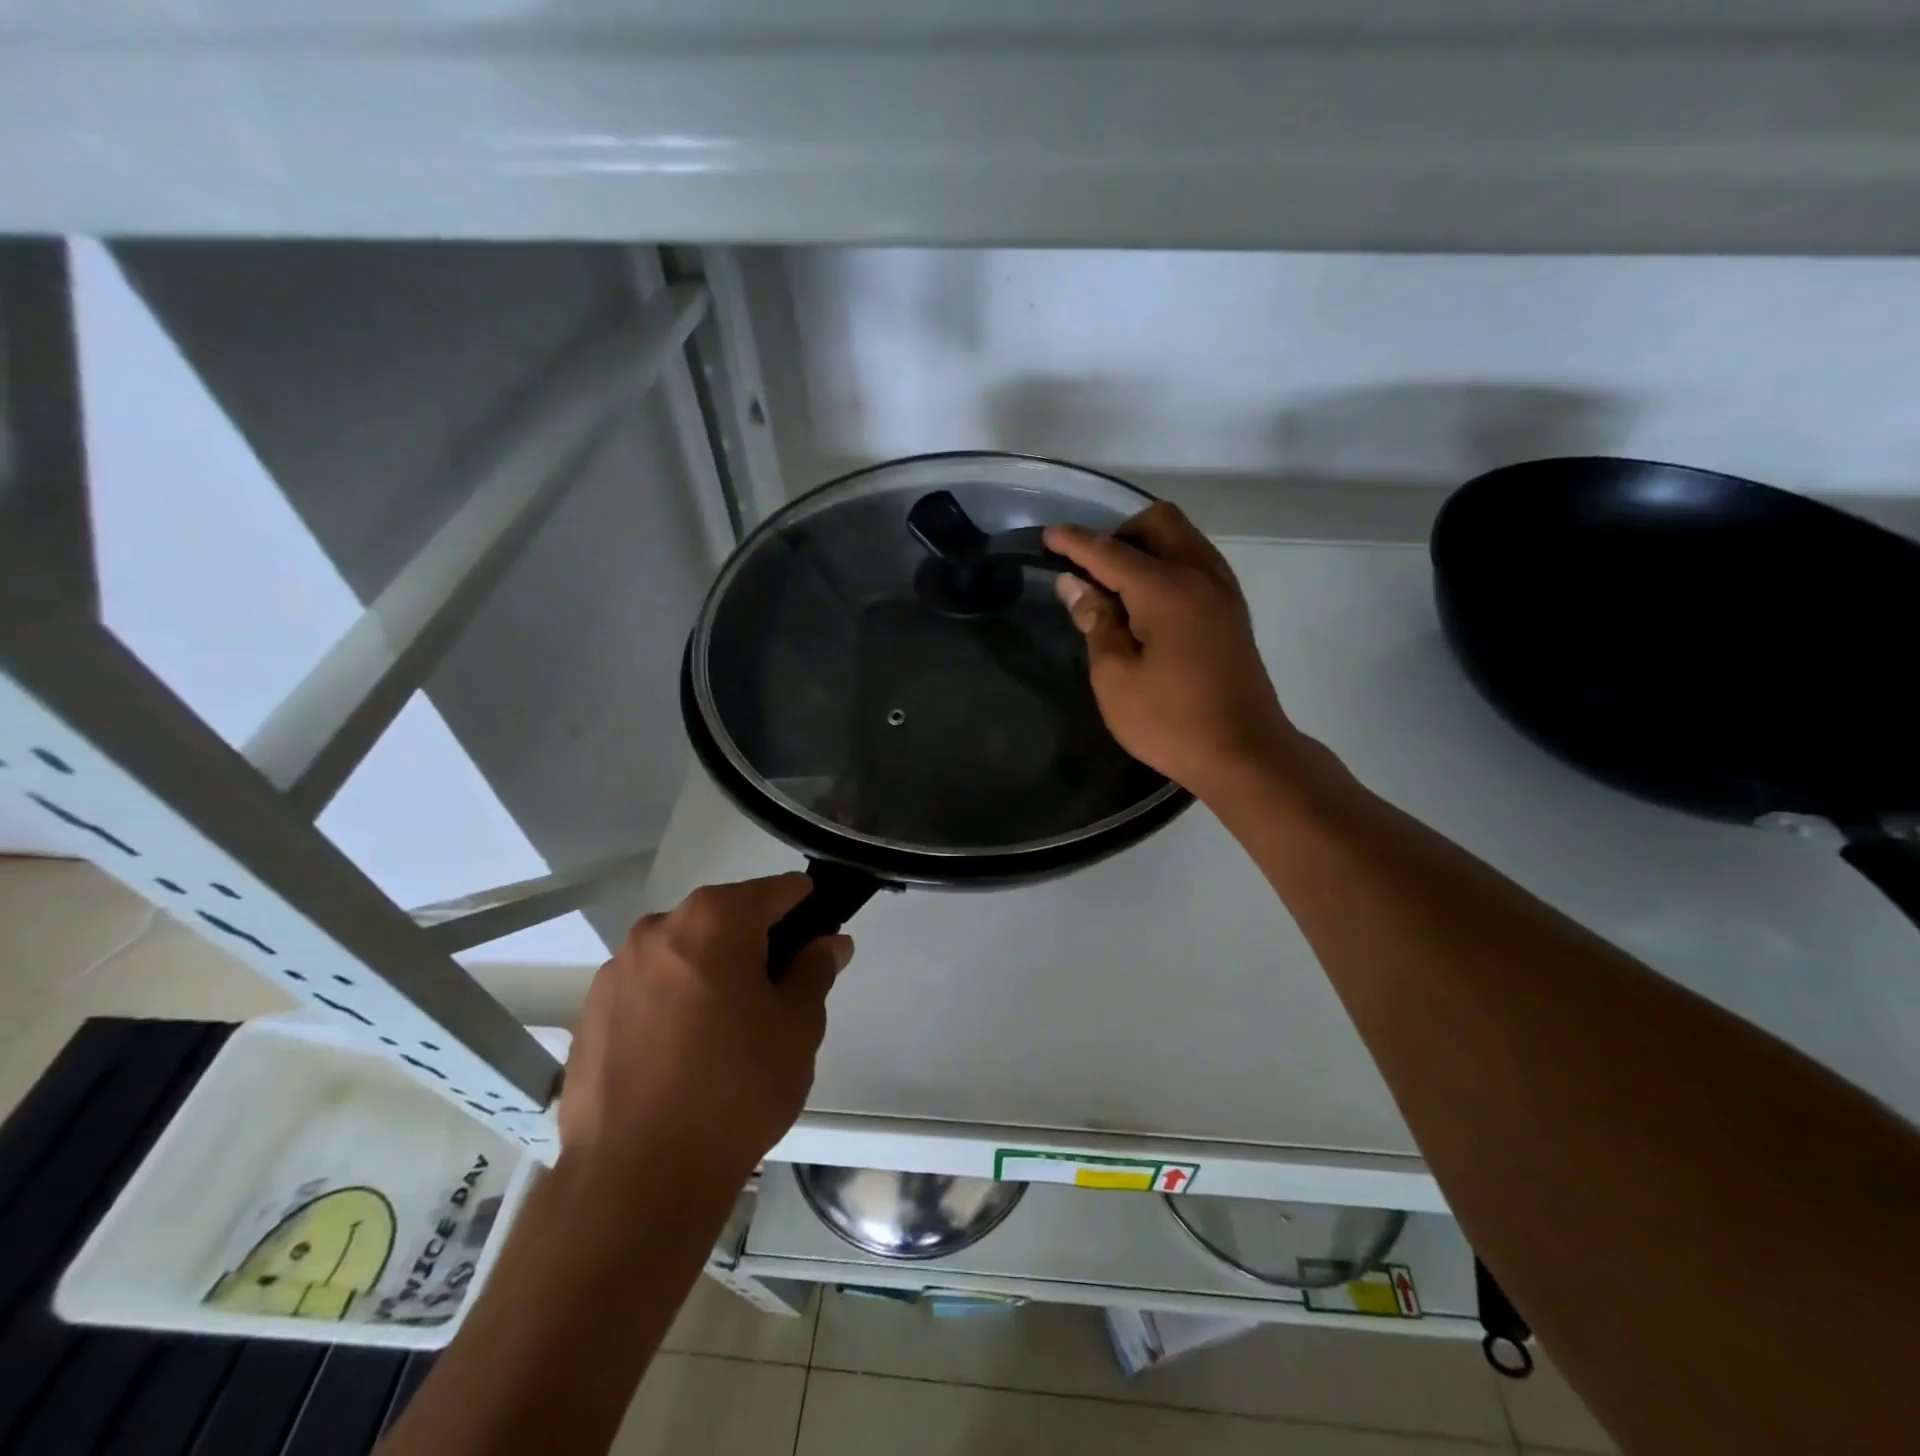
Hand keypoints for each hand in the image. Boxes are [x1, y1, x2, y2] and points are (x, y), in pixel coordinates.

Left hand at [558, 874, 851, 1191]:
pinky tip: (681, 1058)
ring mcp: (617, 970)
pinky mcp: (589, 1012)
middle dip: (756, 946)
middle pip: (726, 919)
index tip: (819, 949)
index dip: (807, 913)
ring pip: (684, 954)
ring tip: (724, 1036)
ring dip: (711, 974)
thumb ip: (815, 970)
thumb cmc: (734, 1090)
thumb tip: (828, 942)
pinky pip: (648, 989)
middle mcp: (659, 928)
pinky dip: (672, 1003)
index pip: (777, 892)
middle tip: (775, 1001)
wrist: (635, 1181)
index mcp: (714, 919)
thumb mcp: (797, 1027)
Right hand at [1045, 502, 1302, 798]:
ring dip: (1147, 546)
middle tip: (1093, 572)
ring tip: (1118, 588)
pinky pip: (1197, 562)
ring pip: (1183, 538)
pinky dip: (1169, 565)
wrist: (1244, 753)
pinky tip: (1149, 604)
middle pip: (1159, 522)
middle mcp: (1200, 575)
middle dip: (1119, 533)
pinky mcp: (1232, 610)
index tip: (1047, 535)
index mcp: (1166, 589)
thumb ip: (1095, 621)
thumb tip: (1074, 583)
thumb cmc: (1170, 721)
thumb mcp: (1115, 677)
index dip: (1075, 542)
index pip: (1110, 551)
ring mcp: (1223, 591)